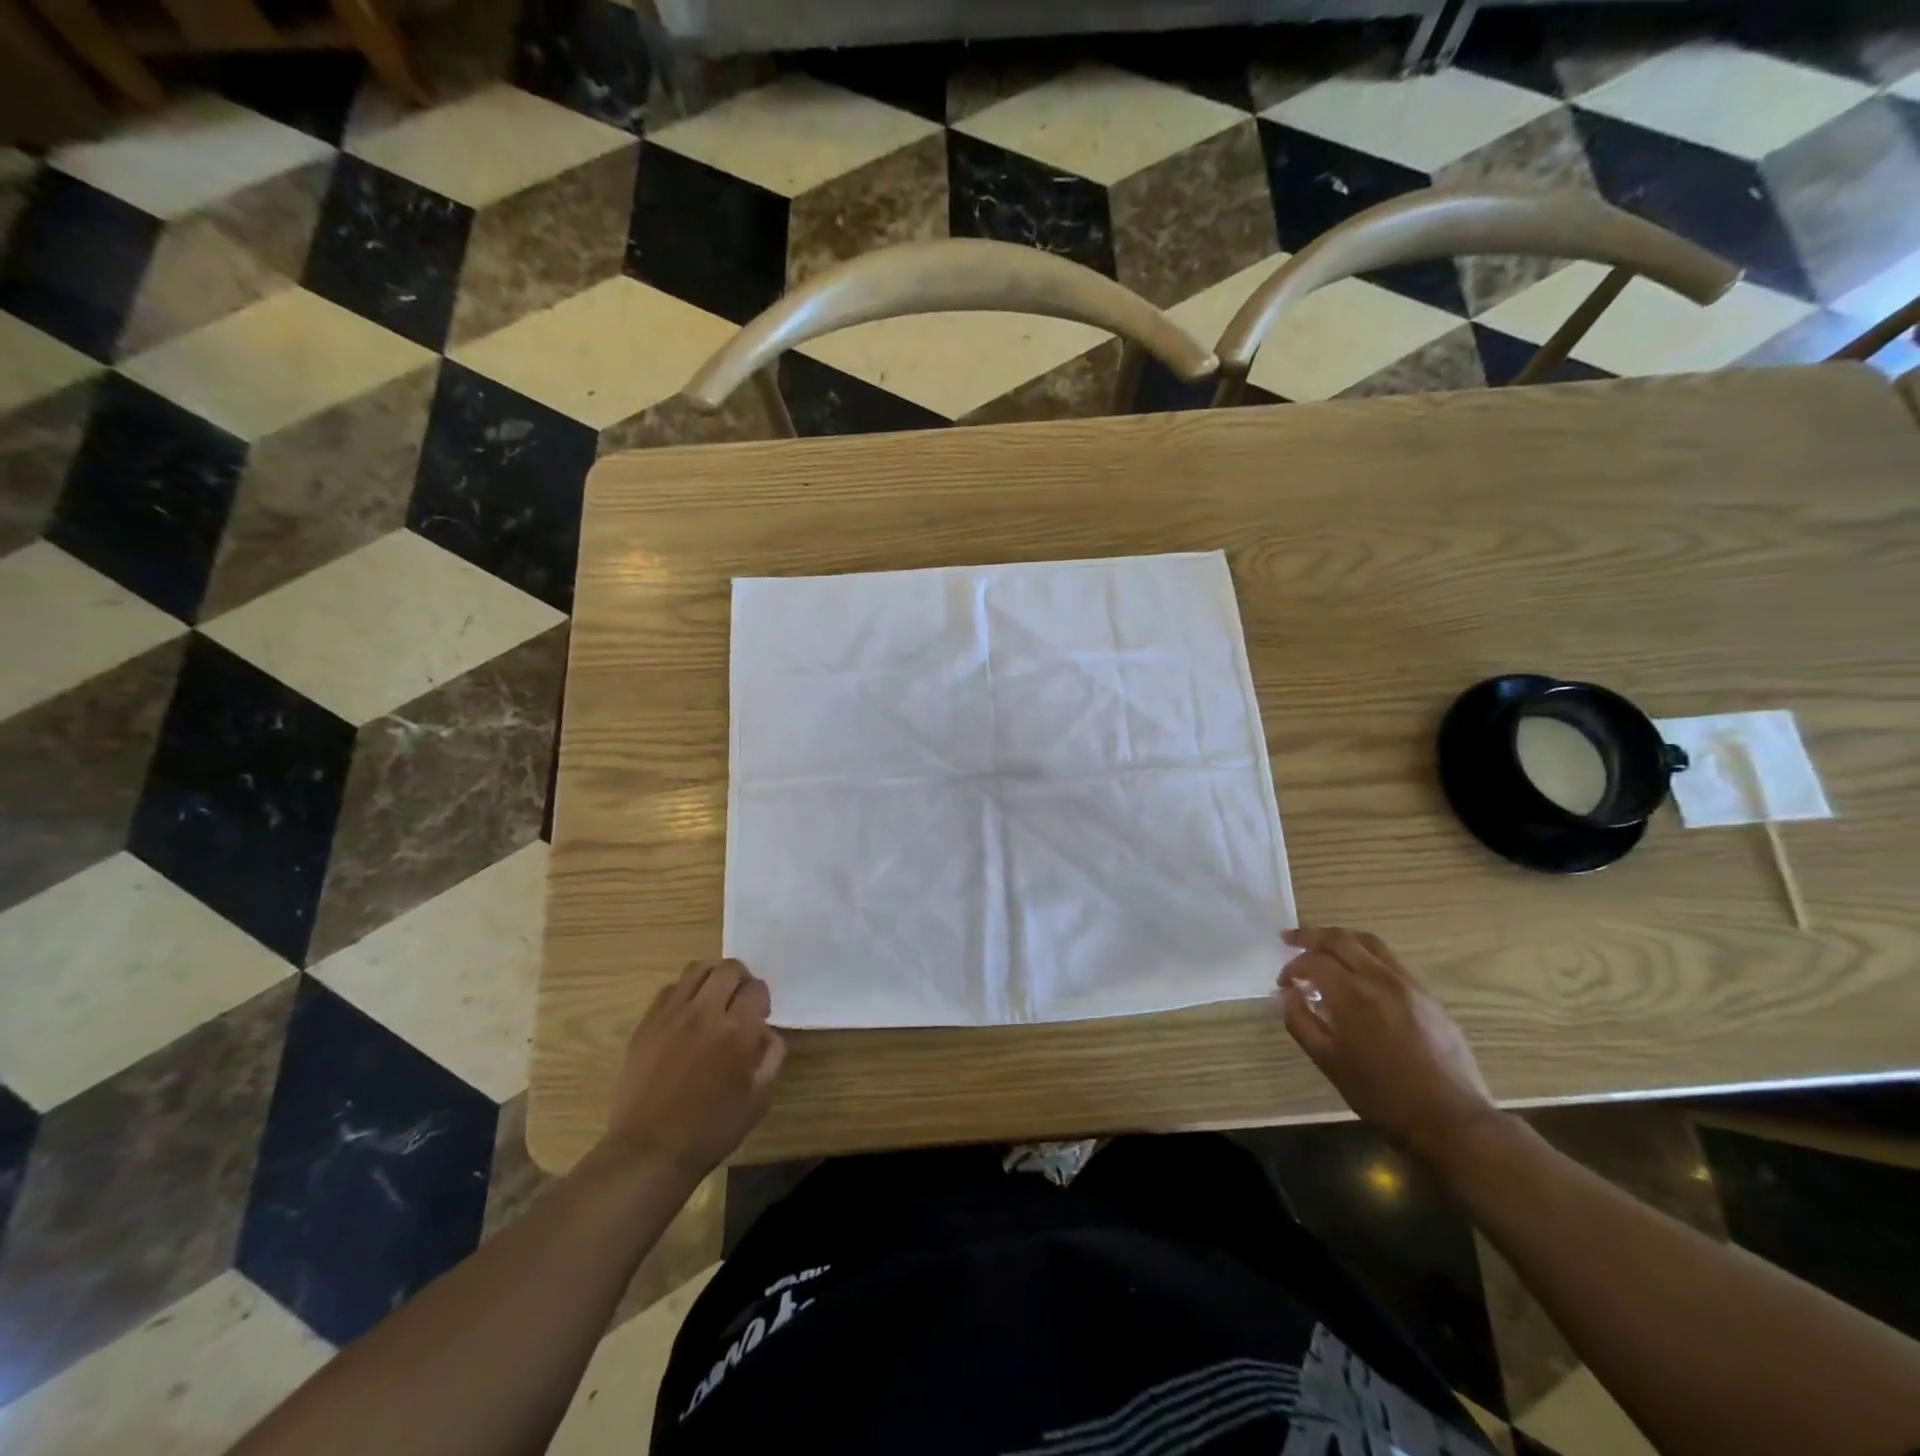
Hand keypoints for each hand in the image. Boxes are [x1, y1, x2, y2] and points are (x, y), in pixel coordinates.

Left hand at [604, 959, 785, 1178]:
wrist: (650, 1151)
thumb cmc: (711, 1129)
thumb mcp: (759, 1098)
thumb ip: (772, 1056)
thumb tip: (766, 1031)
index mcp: (737, 1030)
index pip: (757, 988)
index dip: (762, 999)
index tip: (759, 1017)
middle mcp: (705, 1012)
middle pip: (729, 968)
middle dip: (741, 979)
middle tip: (739, 1001)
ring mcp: (671, 1015)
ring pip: (697, 969)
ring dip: (712, 977)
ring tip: (713, 999)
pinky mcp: (647, 1024)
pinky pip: (670, 989)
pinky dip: (684, 992)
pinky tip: (686, 1015)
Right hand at [1277, 927, 1500, 1164]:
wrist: (1450, 1118)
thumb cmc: (1382, 1094)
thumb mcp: (1328, 1062)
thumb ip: (1300, 1021)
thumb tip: (1288, 994)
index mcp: (1353, 994)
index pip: (1313, 961)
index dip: (1292, 967)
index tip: (1283, 984)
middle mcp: (1380, 978)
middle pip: (1340, 938)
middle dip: (1310, 936)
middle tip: (1290, 939)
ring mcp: (1409, 984)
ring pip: (1369, 942)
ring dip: (1340, 939)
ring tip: (1323, 946)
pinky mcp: (1428, 995)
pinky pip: (1390, 960)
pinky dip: (1365, 955)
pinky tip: (1358, 973)